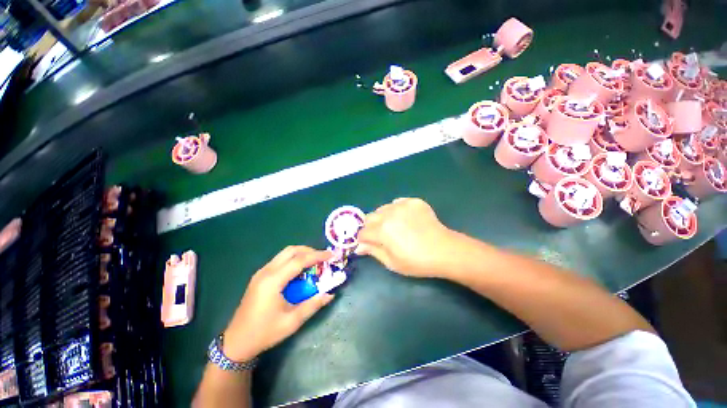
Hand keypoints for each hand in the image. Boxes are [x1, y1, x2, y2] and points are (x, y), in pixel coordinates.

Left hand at [222, 246, 334, 361]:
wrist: (236, 342)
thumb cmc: (264, 333)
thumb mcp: (291, 322)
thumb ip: (312, 305)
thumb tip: (330, 294)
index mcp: (273, 281)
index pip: (299, 260)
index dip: (317, 256)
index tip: (331, 255)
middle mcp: (266, 272)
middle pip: (291, 251)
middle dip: (309, 250)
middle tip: (323, 258)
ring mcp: (261, 272)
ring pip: (284, 253)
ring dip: (301, 253)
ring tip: (314, 262)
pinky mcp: (259, 276)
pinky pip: (280, 260)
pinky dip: (293, 259)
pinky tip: (300, 270)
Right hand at [356, 198, 456, 277]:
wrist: (444, 251)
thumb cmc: (417, 261)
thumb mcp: (392, 262)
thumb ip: (373, 251)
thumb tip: (358, 247)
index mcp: (382, 230)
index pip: (362, 232)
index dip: (363, 240)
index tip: (369, 244)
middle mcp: (389, 214)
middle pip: (369, 217)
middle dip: (371, 227)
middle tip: (382, 236)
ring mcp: (402, 205)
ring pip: (382, 208)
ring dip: (383, 217)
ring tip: (394, 227)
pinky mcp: (413, 201)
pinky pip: (397, 202)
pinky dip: (397, 210)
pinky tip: (406, 219)